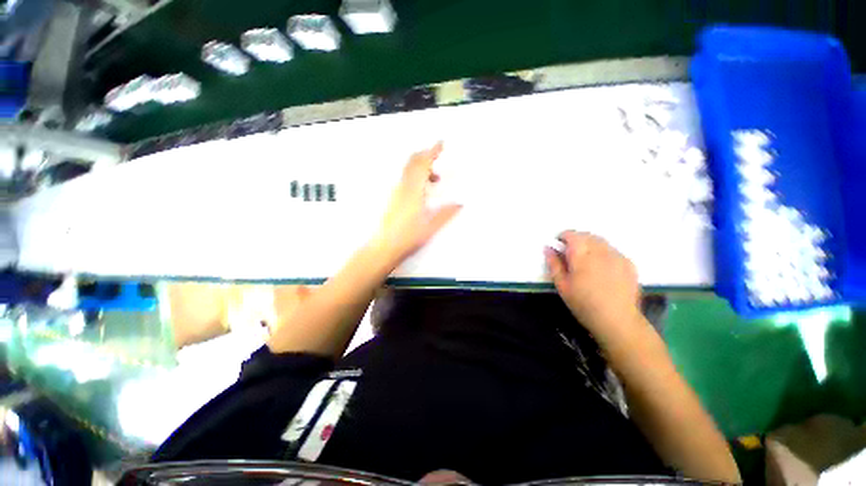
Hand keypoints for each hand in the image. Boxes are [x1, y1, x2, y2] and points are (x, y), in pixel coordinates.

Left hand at [373, 142, 461, 262]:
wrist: (384, 247)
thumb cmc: (408, 236)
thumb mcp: (431, 226)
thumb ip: (446, 213)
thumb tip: (459, 204)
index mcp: (414, 190)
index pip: (423, 164)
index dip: (432, 151)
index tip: (441, 143)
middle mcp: (403, 187)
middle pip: (412, 162)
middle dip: (425, 155)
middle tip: (438, 156)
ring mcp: (396, 192)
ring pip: (408, 170)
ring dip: (421, 167)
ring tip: (434, 179)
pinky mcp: (393, 199)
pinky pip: (404, 179)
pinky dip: (415, 176)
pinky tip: (422, 190)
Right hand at [545, 231, 642, 338]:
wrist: (617, 320)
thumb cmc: (583, 304)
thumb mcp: (562, 285)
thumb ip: (554, 264)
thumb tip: (548, 248)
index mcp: (581, 255)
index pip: (571, 235)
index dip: (563, 237)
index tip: (559, 246)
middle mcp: (600, 251)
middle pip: (586, 235)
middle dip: (576, 239)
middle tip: (571, 254)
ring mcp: (617, 255)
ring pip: (600, 241)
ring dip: (590, 244)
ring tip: (586, 261)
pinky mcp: (628, 263)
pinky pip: (612, 250)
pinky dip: (603, 252)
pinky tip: (602, 268)